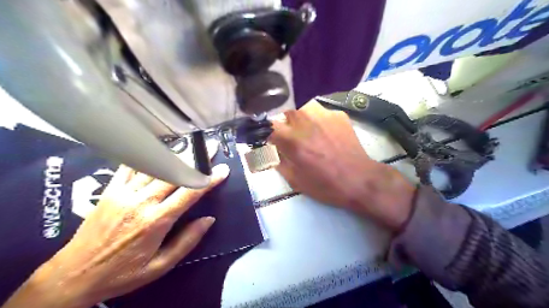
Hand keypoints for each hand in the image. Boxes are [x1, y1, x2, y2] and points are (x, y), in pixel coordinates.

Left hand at [2, 163, 229, 307]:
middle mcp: (142, 201)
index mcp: (157, 220)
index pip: (190, 193)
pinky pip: (130, 167)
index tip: (222, 170)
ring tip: (190, 144)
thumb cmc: (123, 273)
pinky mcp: (110, 190)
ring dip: (175, 154)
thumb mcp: (160, 266)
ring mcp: (124, 193)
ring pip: (155, 166)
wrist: (73, 275)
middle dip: (196, 159)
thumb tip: (209, 220)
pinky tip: (156, 148)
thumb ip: (187, 241)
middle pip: (174, 173)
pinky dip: (145, 156)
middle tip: (210, 148)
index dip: (209, 180)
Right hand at [269, 102, 413, 231]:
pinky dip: (317, 120)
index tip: (269, 138)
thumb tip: (273, 150)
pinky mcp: (338, 114)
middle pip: (283, 110)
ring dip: (299, 117)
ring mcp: (323, 114)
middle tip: (289, 135)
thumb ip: (279, 161)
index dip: (264, 131)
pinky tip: (325, 133)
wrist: (359, 179)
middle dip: (283, 121)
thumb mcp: (295, 180)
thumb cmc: (325, 185)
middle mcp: (305, 121)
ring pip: (302, 106)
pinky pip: (320, 112)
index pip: (267, 125)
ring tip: (307, 131)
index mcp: (292, 140)